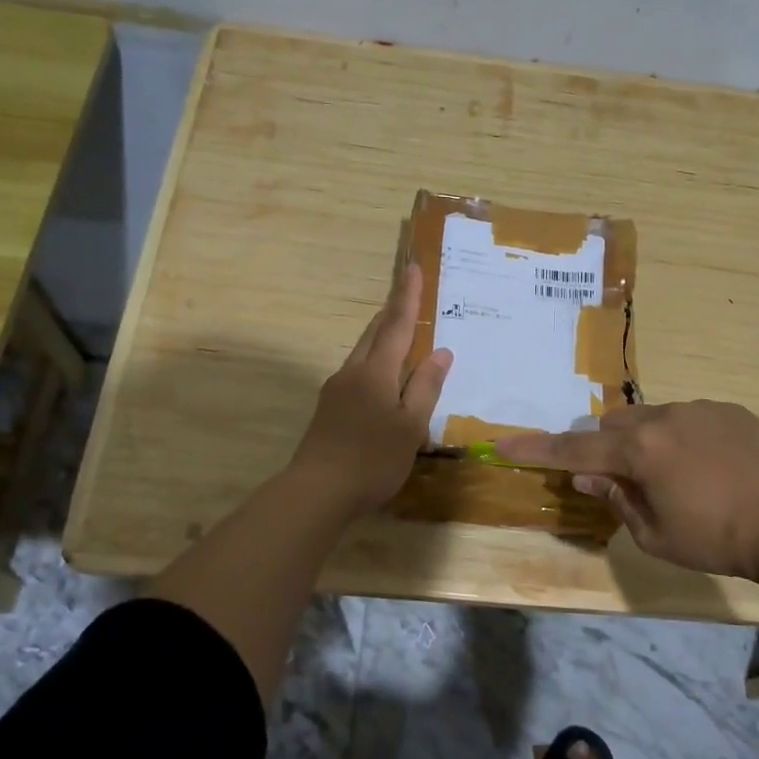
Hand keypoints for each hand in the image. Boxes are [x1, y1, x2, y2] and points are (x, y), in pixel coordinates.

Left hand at [291, 262, 452, 514]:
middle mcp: (353, 371)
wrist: (317, 491)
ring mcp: (337, 389)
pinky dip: (375, 360)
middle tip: (409, 293)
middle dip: (393, 311)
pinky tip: (384, 376)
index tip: (412, 266)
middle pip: (375, 332)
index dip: (407, 295)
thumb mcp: (410, 427)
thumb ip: (425, 387)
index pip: (396, 324)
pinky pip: (358, 370)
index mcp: (376, 371)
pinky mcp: (330, 407)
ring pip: (364, 351)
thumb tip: (441, 352)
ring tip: (401, 330)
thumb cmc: (372, 459)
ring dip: (382, 335)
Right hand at [496, 401, 758, 583]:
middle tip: (625, 482)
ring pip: (649, 417)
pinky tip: (709, 468)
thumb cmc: (720, 541)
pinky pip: (686, 417)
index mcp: (640, 452)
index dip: (536, 450)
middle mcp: (663, 418)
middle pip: (611, 426)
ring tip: (677, 477)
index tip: (503, 445)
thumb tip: (587, 477)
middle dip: (605, 450)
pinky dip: (680, 437)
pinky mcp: (729, 410)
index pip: (574, 452)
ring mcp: (699, 409)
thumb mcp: (656, 536)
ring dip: (644, 442)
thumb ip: (617, 500)